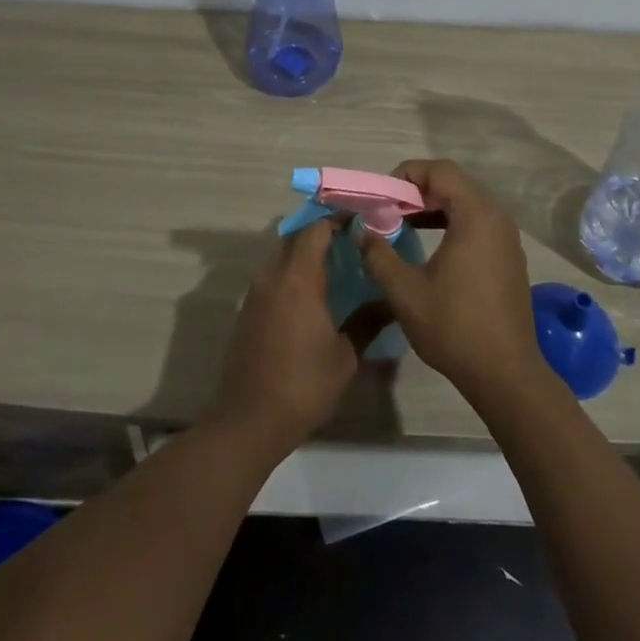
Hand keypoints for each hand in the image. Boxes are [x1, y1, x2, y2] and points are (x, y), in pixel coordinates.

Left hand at [208, 221, 369, 456]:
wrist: (249, 419)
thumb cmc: (303, 385)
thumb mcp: (345, 356)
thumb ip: (367, 322)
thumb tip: (392, 302)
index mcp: (298, 279)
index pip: (316, 230)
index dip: (338, 221)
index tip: (361, 223)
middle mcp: (273, 276)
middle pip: (296, 237)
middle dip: (322, 234)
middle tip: (352, 243)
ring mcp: (255, 293)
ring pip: (281, 255)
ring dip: (304, 252)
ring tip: (335, 265)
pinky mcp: (248, 310)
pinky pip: (272, 276)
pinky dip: (291, 272)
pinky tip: (312, 293)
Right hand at [358, 160, 545, 401]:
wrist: (506, 374)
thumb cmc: (454, 327)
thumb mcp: (405, 291)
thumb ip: (378, 255)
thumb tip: (362, 232)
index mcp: (476, 215)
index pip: (440, 170)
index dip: (406, 174)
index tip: (382, 196)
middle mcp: (496, 217)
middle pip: (454, 183)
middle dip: (417, 190)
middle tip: (388, 209)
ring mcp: (507, 238)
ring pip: (466, 203)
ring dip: (433, 207)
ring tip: (402, 223)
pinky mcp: (508, 257)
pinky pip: (477, 223)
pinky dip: (451, 223)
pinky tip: (430, 246)